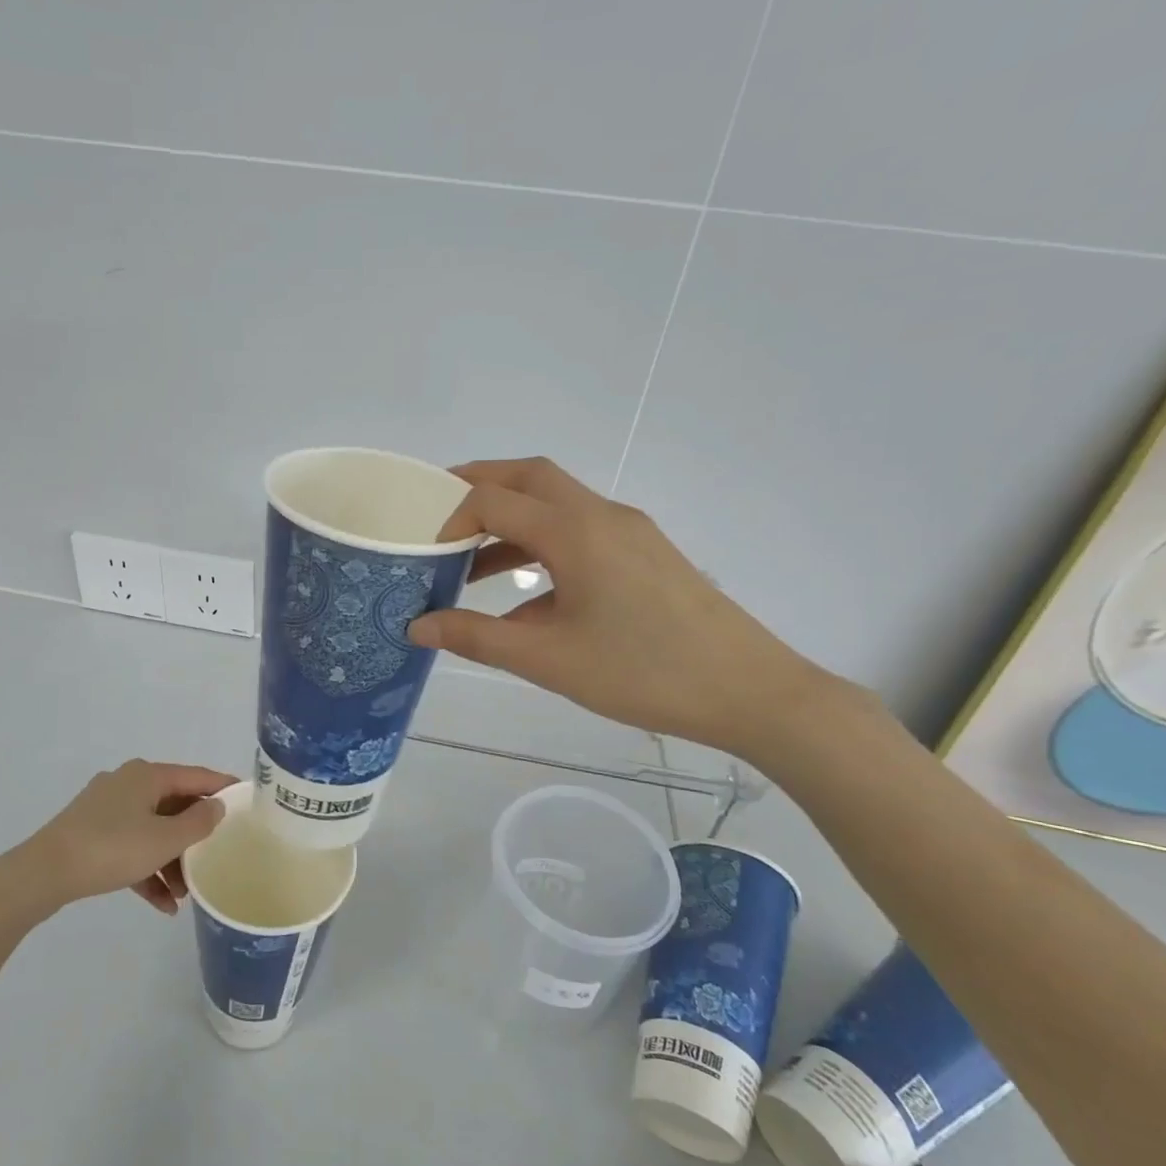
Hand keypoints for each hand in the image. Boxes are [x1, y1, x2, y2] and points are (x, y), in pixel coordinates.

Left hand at [19, 760, 237, 914]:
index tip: (247, 801)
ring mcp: (107, 808)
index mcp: (147, 775)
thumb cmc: (112, 848)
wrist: (43, 874)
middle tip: (216, 857)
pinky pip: (130, 846)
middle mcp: (129, 783)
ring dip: (171, 860)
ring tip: (186, 895)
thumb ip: (198, 823)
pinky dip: (147, 869)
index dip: (223, 788)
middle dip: (194, 837)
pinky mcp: (91, 832)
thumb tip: (217, 806)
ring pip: (152, 830)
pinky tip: (162, 904)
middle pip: (174, 806)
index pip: (196, 777)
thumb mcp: (164, 839)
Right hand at [406, 458, 840, 758]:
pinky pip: (581, 530)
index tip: (429, 557)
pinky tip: (528, 595)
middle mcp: (601, 515)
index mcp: (575, 531)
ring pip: (557, 501)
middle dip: (480, 485)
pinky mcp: (645, 552)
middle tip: (439, 512)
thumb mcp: (548, 660)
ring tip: (472, 562)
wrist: (748, 690)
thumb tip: (417, 627)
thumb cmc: (642, 672)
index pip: (494, 499)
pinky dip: (542, 543)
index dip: (451, 520)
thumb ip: (477, 638)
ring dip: (512, 519)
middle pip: (529, 475)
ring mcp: (629, 530)